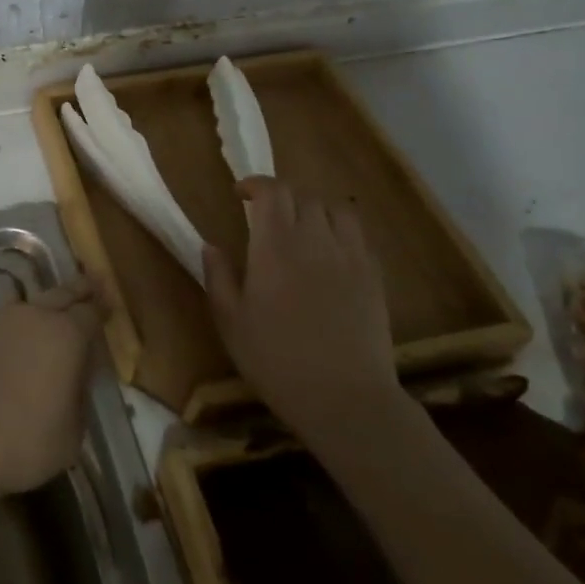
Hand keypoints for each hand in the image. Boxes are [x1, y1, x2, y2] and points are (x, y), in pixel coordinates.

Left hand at [0, 283, 100, 499]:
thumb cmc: (23, 441)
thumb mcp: (72, 433)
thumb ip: (79, 396)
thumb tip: (74, 377)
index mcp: (66, 335)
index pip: (91, 313)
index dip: (102, 309)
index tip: (109, 303)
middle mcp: (32, 316)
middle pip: (60, 293)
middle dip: (77, 289)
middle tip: (90, 283)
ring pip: (26, 305)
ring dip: (39, 309)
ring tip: (46, 318)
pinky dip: (7, 331)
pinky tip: (5, 347)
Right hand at [203, 179, 398, 446]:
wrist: (345, 399)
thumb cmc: (276, 360)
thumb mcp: (230, 321)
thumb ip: (218, 277)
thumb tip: (211, 245)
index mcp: (275, 246)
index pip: (272, 191)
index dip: (255, 184)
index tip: (240, 194)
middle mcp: (315, 240)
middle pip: (303, 196)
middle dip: (282, 198)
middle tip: (266, 217)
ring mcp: (350, 257)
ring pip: (336, 210)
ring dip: (314, 210)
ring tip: (302, 230)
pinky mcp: (373, 277)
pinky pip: (358, 237)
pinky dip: (341, 233)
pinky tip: (330, 255)